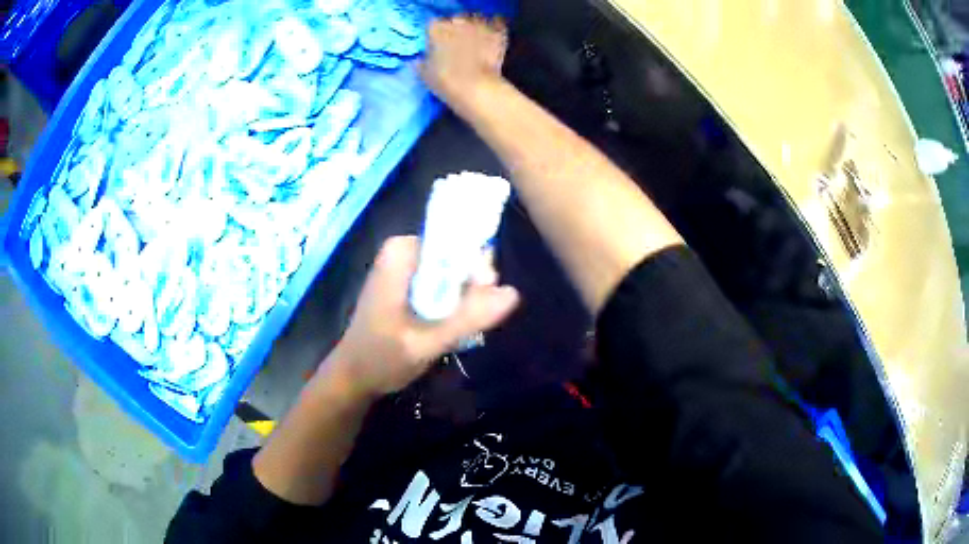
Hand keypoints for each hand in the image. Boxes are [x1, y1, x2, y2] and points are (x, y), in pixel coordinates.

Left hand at [328, 236, 518, 398]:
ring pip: (454, 273)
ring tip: (460, 329)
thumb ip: (468, 318)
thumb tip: (513, 293)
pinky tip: (451, 328)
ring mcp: (407, 267)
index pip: (457, 242)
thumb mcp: (426, 342)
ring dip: (464, 300)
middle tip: (473, 321)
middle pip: (458, 256)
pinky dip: (453, 305)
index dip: (477, 268)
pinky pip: (444, 284)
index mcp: (402, 252)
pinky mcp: (409, 284)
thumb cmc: (381, 358)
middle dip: (472, 287)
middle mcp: (405, 251)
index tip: (485, 299)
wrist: (353, 377)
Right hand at [420, 16, 508, 109]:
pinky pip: (497, 24)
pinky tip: (492, 39)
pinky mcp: (497, 33)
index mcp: (436, 29)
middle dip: (456, 29)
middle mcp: (458, 22)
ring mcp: (479, 25)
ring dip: (475, 28)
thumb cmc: (446, 82)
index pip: (433, 25)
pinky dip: (494, 30)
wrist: (477, 88)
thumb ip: (421, 62)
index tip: (437, 45)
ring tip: (476, 41)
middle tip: (457, 45)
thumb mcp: (425, 75)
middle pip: (455, 20)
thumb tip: (419, 60)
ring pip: (476, 20)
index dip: (435, 35)